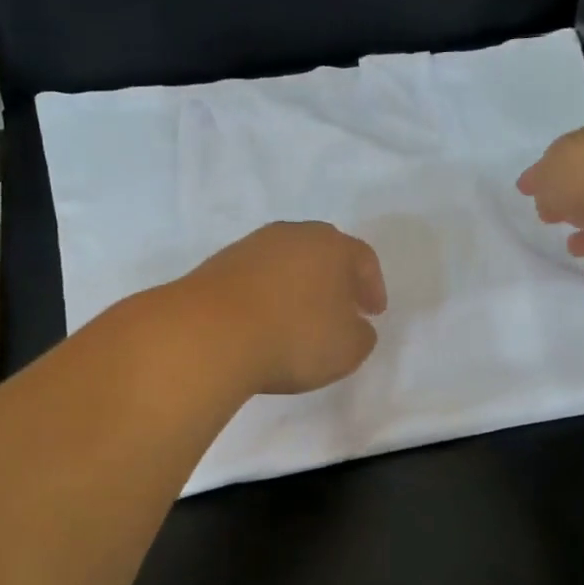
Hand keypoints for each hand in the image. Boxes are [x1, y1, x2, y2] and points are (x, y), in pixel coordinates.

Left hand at [176, 222, 386, 394]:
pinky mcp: (217, 265)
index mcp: (332, 245)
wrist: (210, 333)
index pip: (363, 259)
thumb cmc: (293, 337)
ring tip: (299, 317)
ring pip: (286, 262)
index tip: (373, 312)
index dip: (372, 286)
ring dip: (297, 285)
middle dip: (335, 279)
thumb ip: (361, 335)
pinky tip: (264, 321)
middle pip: (322, 252)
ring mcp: (250, 246)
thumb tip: (354, 326)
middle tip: (340, 307)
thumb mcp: (347, 348)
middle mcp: (292, 235)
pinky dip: (267, 295)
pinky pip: (255, 277)